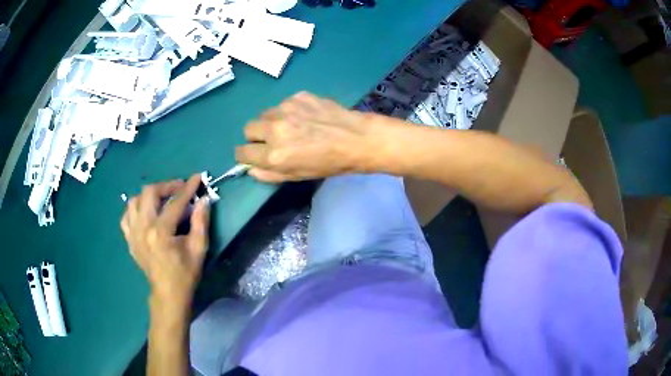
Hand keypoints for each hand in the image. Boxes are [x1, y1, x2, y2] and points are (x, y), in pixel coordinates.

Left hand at [120, 175, 209, 305]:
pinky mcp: (129, 239)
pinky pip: (127, 216)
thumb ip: (201, 222)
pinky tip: (145, 213)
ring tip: (161, 200)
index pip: (175, 202)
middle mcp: (143, 228)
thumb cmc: (185, 273)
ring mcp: (133, 233)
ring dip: (149, 196)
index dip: (188, 188)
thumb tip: (204, 199)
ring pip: (134, 201)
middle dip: (166, 186)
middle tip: (179, 188)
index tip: (197, 177)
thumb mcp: (199, 249)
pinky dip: (135, 209)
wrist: (168, 294)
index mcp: (160, 231)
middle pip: (149, 193)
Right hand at [235, 92, 375, 181]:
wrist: (356, 139)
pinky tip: (306, 116)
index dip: (244, 153)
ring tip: (293, 126)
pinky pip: (283, 104)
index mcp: (274, 154)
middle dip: (256, 135)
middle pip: (248, 128)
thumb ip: (268, 174)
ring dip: (272, 121)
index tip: (251, 153)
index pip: (241, 152)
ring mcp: (286, 109)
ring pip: (265, 114)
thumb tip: (250, 168)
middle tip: (272, 139)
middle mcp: (275, 129)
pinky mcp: (297, 96)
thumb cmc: (328, 163)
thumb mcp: (297, 176)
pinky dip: (289, 111)